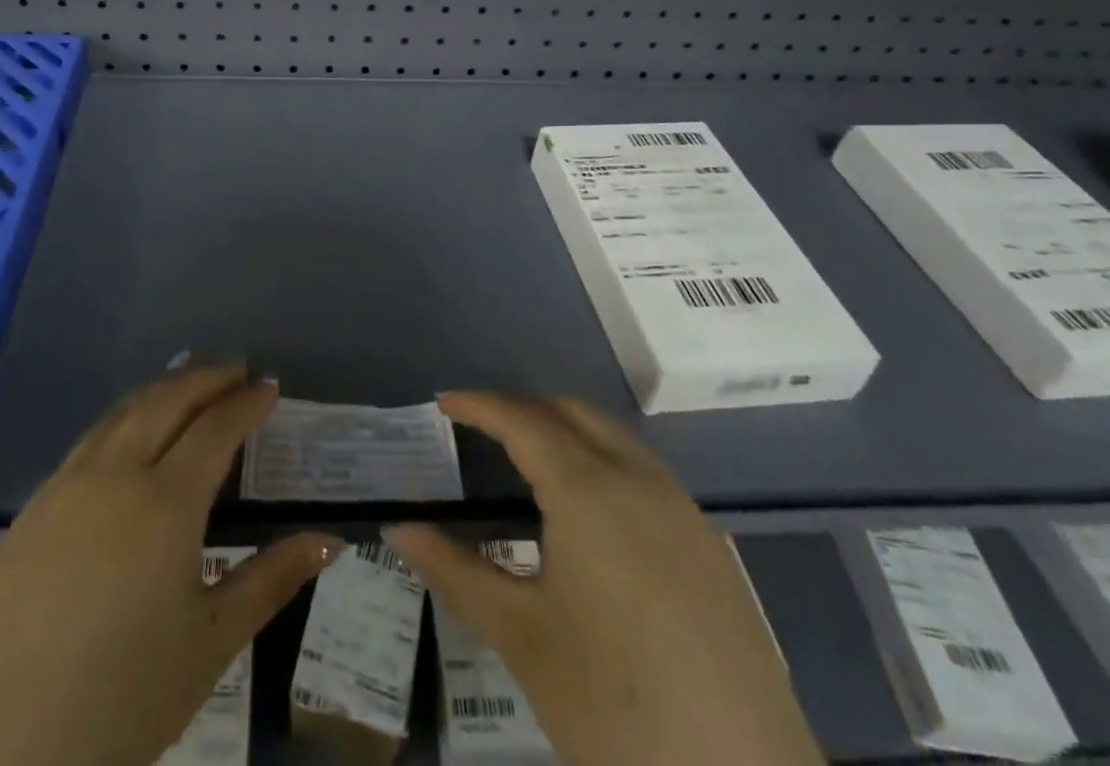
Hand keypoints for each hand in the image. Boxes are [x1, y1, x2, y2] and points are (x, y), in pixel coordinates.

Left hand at [0, 365, 342, 765]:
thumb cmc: (120, 700)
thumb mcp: (210, 643)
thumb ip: (271, 580)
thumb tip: (331, 540)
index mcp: (166, 502)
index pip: (216, 427)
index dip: (247, 402)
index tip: (270, 387)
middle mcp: (115, 475)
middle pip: (167, 401)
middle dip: (206, 377)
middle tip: (236, 369)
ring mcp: (65, 487)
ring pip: (122, 413)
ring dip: (162, 390)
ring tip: (188, 384)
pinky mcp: (29, 511)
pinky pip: (88, 443)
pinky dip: (122, 420)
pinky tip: (127, 439)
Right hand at [388, 394, 821, 765]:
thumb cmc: (615, 707)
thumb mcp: (523, 637)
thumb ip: (457, 572)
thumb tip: (398, 531)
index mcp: (588, 490)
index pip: (522, 421)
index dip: (480, 406)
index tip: (444, 402)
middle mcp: (638, 479)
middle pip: (572, 413)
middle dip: (524, 409)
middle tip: (482, 429)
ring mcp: (683, 510)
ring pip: (614, 438)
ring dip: (567, 431)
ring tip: (528, 462)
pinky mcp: (711, 545)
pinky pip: (645, 472)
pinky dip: (604, 462)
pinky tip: (590, 515)